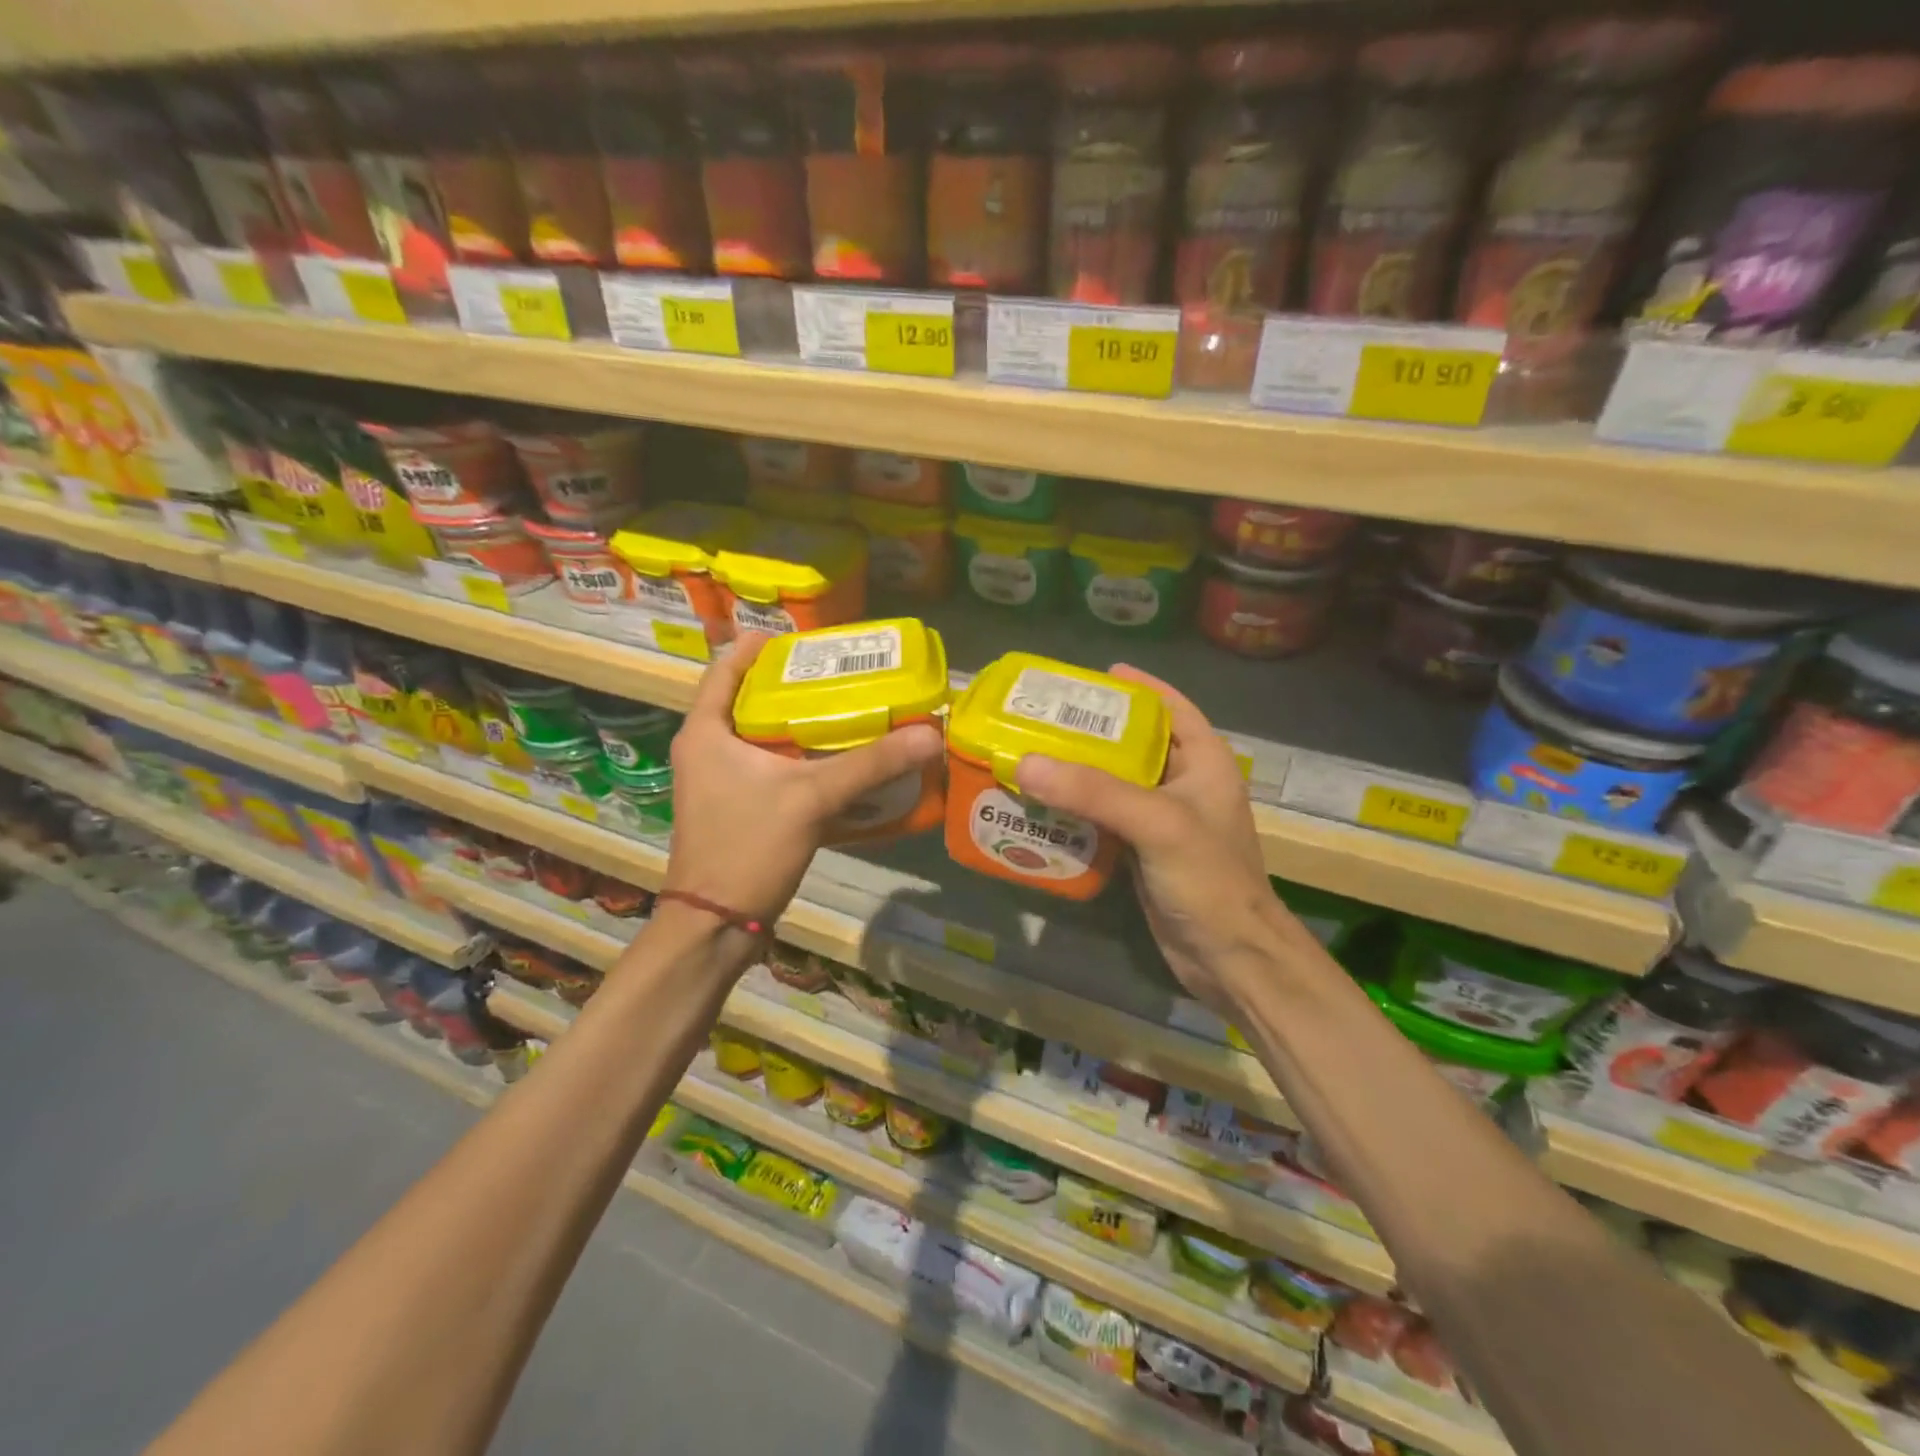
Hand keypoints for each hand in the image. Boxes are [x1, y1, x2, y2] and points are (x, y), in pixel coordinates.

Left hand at [664, 633, 943, 925]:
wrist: (716, 926)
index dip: (763, 647)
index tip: (808, 641)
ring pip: (761, 737)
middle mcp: (706, 749)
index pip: (726, 667)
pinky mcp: (734, 808)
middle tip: (842, 675)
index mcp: (705, 731)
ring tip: (847, 712)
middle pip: (749, 699)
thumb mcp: (811, 798)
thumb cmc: (748, 848)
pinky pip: (769, 768)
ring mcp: (718, 782)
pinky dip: (800, 760)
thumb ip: (870, 764)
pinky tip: (837, 763)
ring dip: (800, 724)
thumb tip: (929, 733)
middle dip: (794, 685)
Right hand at [1015, 666, 1288, 1017]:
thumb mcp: (1157, 823)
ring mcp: (1163, 822)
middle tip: (1045, 717)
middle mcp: (1185, 785)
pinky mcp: (1143, 853)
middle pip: (1135, 744)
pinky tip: (1041, 807)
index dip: (1139, 687)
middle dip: (1093, 730)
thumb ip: (1094, 791)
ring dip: (1078, 773)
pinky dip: (1076, 812)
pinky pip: (1104, 820)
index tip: (1097, 674)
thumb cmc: (1209, 879)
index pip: (1172, 708)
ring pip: (1115, 784)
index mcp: (1205, 762)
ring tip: (1033, 755)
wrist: (1229, 959)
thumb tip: (1026, 762)